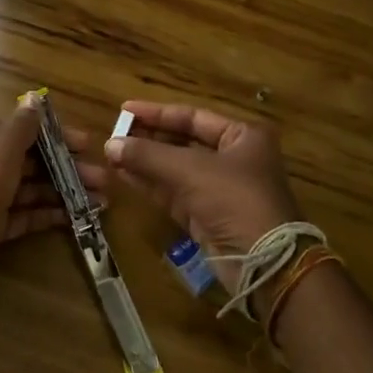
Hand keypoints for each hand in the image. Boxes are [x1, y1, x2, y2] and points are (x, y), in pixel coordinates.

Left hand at [0, 98, 104, 283]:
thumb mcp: (1, 150)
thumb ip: (21, 126)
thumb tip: (35, 99)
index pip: (29, 132)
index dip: (58, 136)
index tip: (88, 144)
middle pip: (36, 162)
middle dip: (70, 168)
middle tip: (103, 178)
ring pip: (35, 189)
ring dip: (67, 192)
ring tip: (101, 201)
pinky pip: (27, 215)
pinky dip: (50, 214)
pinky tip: (77, 218)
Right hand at [103, 101, 301, 288]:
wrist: (263, 263)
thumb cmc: (234, 200)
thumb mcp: (190, 170)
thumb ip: (148, 155)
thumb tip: (109, 144)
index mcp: (242, 136)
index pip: (193, 116)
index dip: (157, 113)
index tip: (125, 109)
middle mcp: (233, 158)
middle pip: (183, 141)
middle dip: (148, 139)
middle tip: (115, 134)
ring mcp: (220, 189)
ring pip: (175, 168)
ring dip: (145, 162)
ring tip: (111, 153)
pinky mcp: (207, 215)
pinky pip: (173, 192)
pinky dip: (150, 184)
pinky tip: (124, 174)